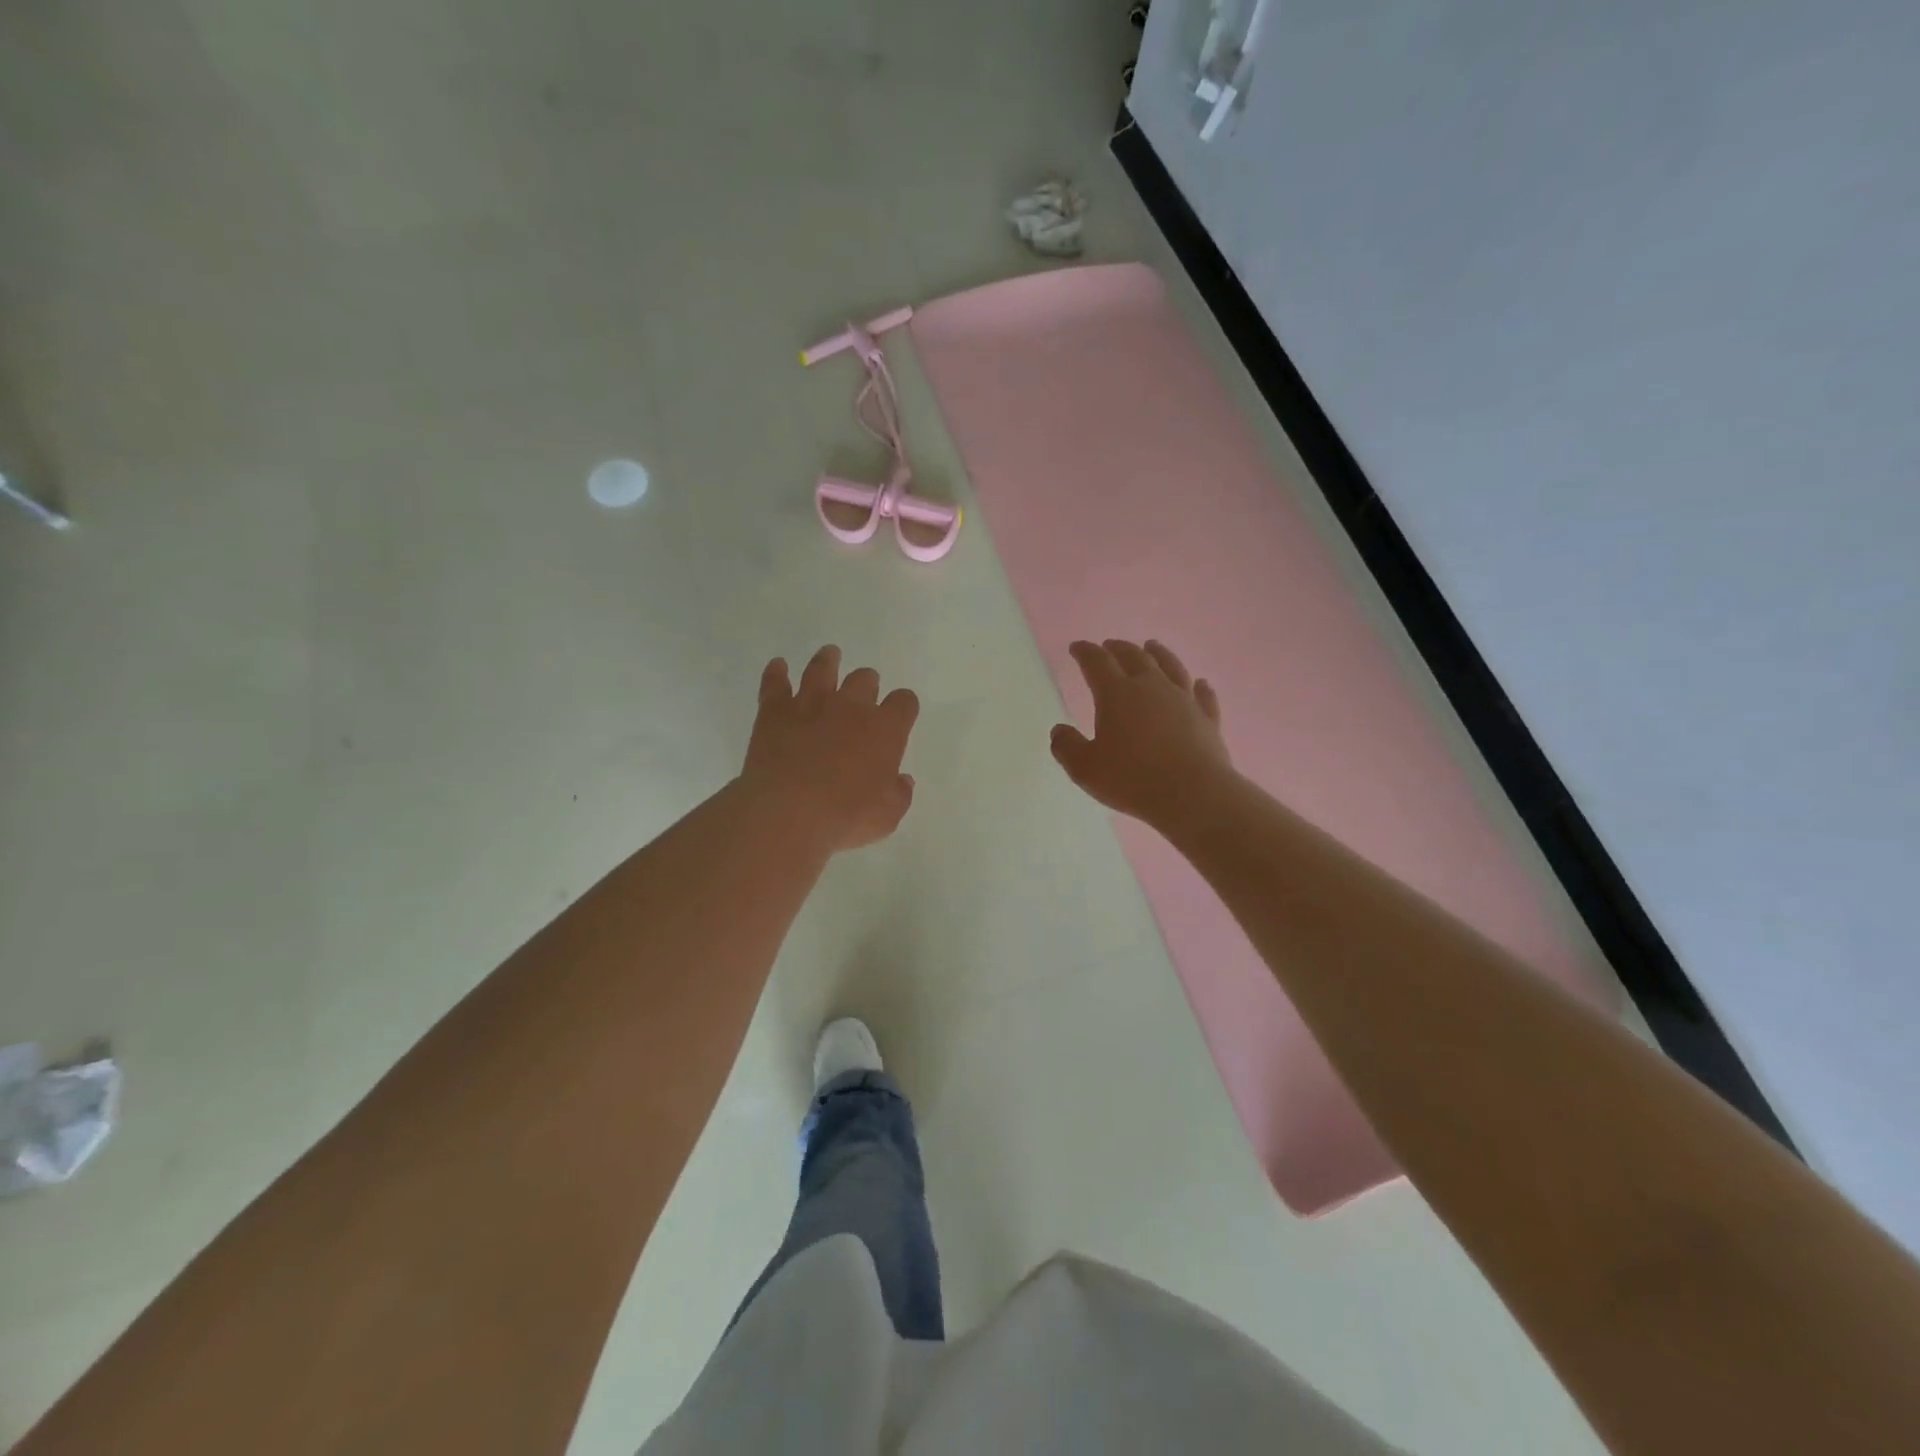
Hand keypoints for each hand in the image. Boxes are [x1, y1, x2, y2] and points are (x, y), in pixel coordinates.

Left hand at [741, 645, 919, 855]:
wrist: (788, 811)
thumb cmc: (846, 817)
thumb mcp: (887, 816)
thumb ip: (899, 794)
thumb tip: (902, 780)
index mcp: (885, 729)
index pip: (904, 702)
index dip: (904, 706)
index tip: (900, 713)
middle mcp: (851, 707)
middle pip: (864, 679)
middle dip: (867, 684)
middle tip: (863, 691)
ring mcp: (811, 703)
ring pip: (822, 668)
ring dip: (828, 661)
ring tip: (830, 655)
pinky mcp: (775, 710)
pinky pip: (776, 682)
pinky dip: (777, 673)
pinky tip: (778, 666)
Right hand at [1050, 639, 1234, 834]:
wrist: (1192, 794)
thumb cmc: (1132, 779)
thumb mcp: (1085, 768)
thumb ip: (1068, 747)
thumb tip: (1058, 731)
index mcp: (1117, 694)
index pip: (1097, 663)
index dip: (1085, 652)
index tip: (1077, 647)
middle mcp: (1151, 687)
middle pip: (1134, 657)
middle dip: (1118, 648)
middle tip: (1109, 645)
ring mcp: (1183, 700)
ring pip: (1170, 666)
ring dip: (1159, 654)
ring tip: (1151, 646)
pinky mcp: (1207, 718)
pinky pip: (1203, 696)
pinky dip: (1200, 687)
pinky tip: (1201, 683)